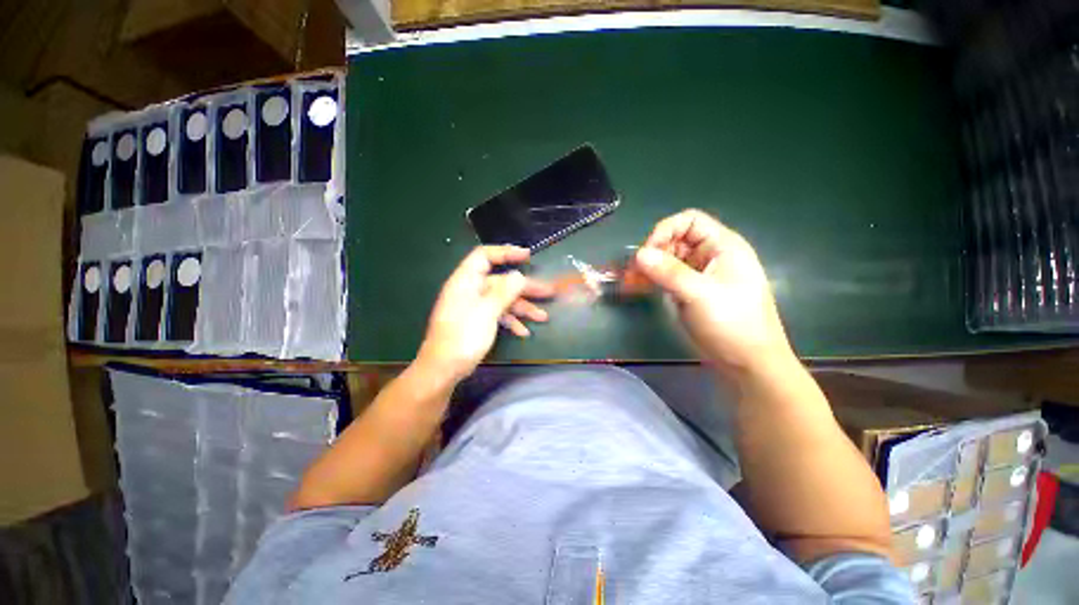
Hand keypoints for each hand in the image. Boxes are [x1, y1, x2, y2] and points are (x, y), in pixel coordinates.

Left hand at [418, 246, 553, 380]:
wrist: (444, 369)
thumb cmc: (463, 336)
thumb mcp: (487, 312)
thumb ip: (504, 292)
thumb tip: (518, 275)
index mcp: (466, 281)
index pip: (485, 256)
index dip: (506, 252)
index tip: (527, 256)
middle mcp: (470, 290)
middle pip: (501, 282)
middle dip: (525, 288)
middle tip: (548, 292)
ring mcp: (474, 307)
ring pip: (502, 300)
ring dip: (522, 308)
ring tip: (542, 317)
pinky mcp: (477, 321)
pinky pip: (497, 315)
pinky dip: (511, 321)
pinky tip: (524, 332)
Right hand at [634, 209, 793, 376]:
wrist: (748, 363)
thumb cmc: (733, 324)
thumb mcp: (700, 295)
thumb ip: (668, 272)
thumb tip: (638, 254)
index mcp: (722, 246)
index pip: (689, 221)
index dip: (665, 231)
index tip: (646, 253)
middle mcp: (711, 255)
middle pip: (675, 239)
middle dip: (652, 252)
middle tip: (633, 272)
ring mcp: (700, 274)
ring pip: (668, 259)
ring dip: (649, 267)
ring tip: (631, 281)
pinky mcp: (691, 291)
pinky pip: (668, 277)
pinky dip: (652, 280)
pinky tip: (638, 287)